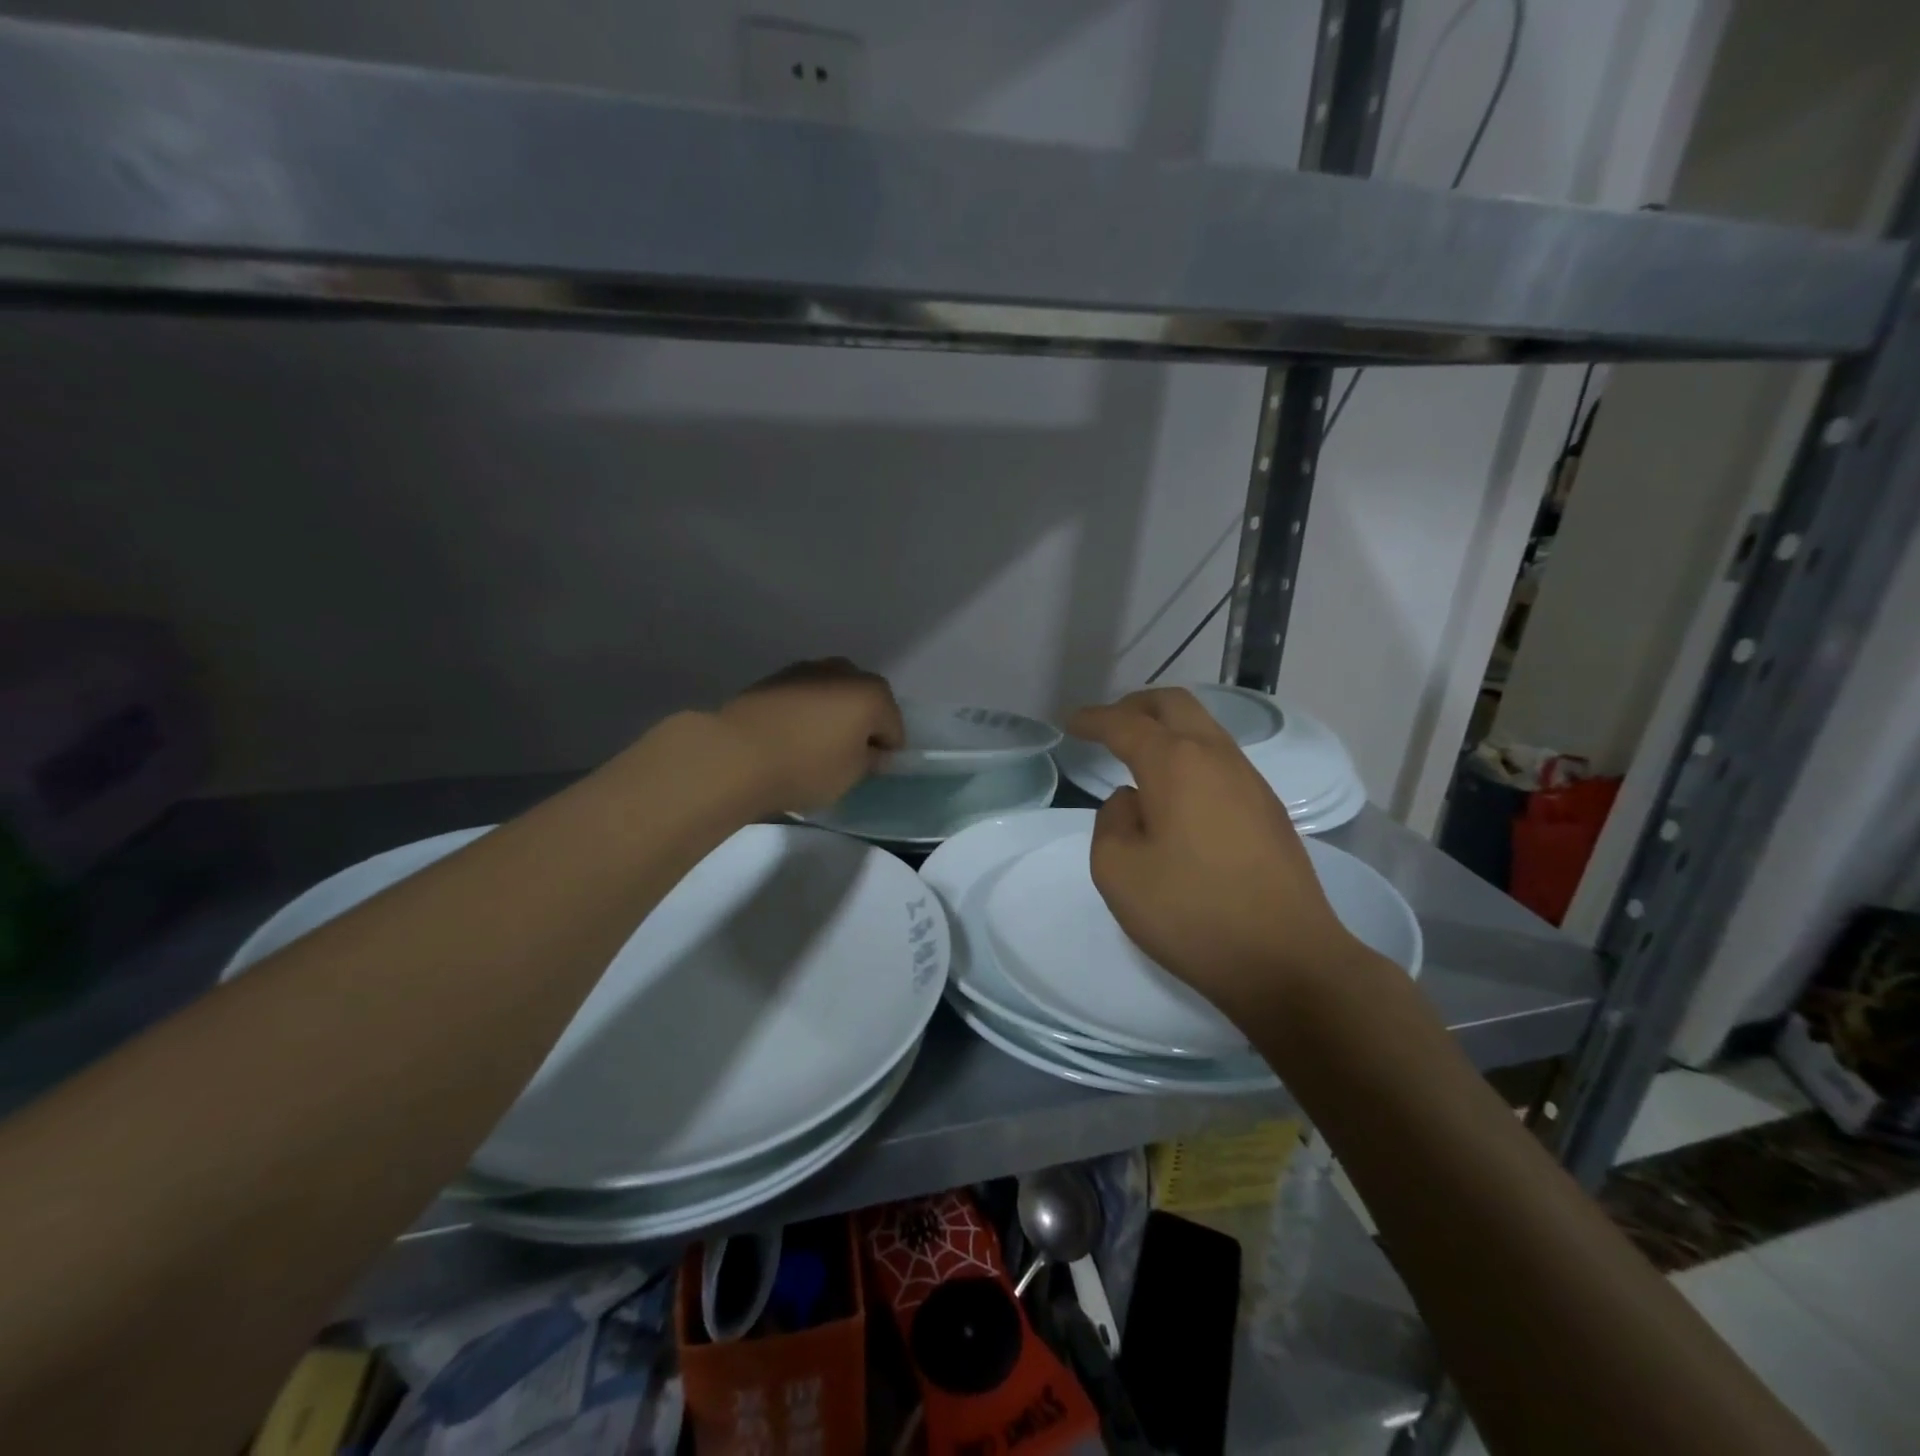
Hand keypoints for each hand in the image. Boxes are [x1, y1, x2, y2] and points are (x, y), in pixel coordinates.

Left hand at [716, 658, 904, 813]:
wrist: (734, 755)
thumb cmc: (806, 767)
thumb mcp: (851, 776)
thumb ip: (870, 760)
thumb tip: (872, 750)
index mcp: (872, 693)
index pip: (894, 726)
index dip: (886, 751)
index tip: (871, 770)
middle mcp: (843, 671)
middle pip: (865, 701)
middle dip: (861, 724)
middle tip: (846, 756)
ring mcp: (805, 669)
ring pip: (832, 694)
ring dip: (831, 715)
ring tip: (814, 746)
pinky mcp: (773, 678)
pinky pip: (803, 697)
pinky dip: (804, 713)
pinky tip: (790, 736)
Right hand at [1067, 688, 1362, 1024]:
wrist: (1287, 960)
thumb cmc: (1192, 914)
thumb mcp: (1118, 872)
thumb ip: (1111, 822)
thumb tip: (1132, 801)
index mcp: (1176, 764)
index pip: (1126, 724)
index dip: (1094, 719)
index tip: (1070, 723)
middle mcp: (1217, 758)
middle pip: (1175, 705)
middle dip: (1136, 706)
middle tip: (1108, 724)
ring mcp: (1251, 782)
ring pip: (1204, 729)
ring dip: (1168, 729)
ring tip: (1139, 755)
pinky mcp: (1269, 809)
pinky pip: (1221, 760)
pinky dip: (1190, 756)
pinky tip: (1178, 792)